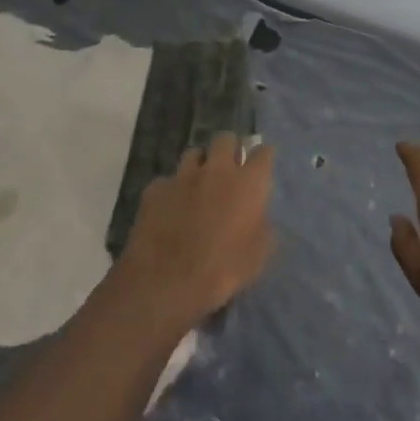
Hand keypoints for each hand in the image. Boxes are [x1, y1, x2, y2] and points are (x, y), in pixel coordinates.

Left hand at [112, 133, 275, 332]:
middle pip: (225, 139)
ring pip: (194, 153)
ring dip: (199, 165)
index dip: (263, 157)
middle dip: (229, 149)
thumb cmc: (222, 269)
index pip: (263, 152)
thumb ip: (263, 226)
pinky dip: (172, 190)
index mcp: (247, 182)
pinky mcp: (156, 188)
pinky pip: (167, 181)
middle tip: (229, 168)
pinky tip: (170, 208)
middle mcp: (217, 169)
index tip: (261, 167)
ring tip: (198, 184)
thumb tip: (258, 216)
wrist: (167, 281)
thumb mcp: (259, 255)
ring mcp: (183, 175)